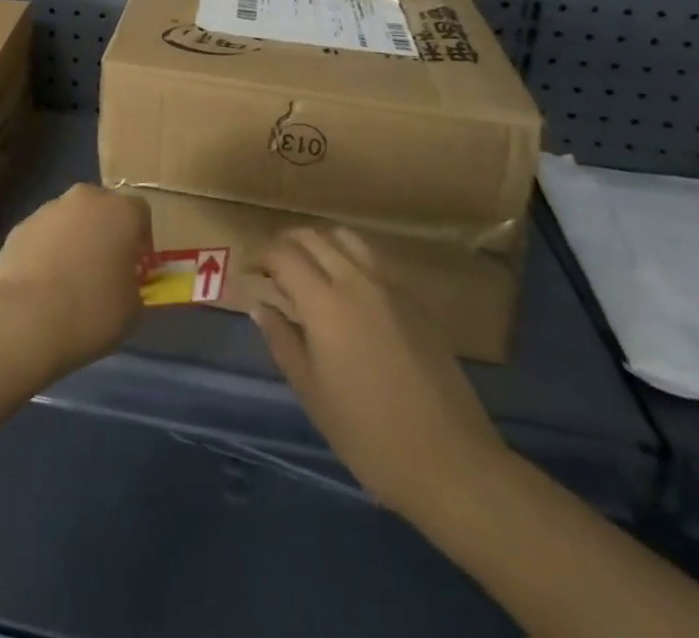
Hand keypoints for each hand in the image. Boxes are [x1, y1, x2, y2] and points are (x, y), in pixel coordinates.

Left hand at [0, 184, 151, 382]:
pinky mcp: (20, 226)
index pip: (140, 212)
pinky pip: (43, 235)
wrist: (25, 318)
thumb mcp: (132, 308)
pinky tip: (43, 283)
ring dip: (74, 239)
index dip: (141, 239)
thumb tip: (122, 281)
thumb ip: (132, 284)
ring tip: (69, 280)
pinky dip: (46, 250)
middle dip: (105, 231)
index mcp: (121, 211)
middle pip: (101, 207)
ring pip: (70, 219)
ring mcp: (48, 209)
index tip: (136, 266)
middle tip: (104, 268)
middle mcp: (85, 199)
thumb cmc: (91, 311)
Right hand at [254, 227, 506, 522]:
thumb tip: (260, 306)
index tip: (246, 270)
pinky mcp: (415, 301)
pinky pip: (373, 259)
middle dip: (284, 242)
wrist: (452, 463)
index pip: (282, 254)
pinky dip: (348, 257)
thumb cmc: (370, 435)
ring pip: (346, 238)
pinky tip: (345, 288)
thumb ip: (282, 341)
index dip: (259, 255)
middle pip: (313, 236)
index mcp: (325, 303)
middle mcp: (357, 281)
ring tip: (306, 268)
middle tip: (270, 265)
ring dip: (318, 242)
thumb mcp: (312, 393)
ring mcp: (391, 287)